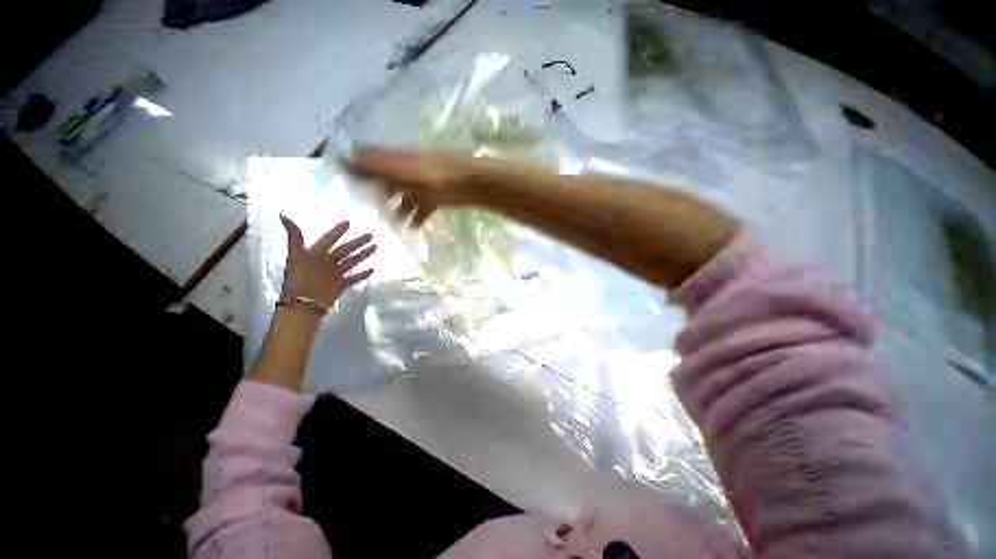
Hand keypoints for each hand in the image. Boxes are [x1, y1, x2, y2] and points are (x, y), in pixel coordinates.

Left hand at [279, 215, 375, 309]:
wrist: (302, 304)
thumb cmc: (298, 279)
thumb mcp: (295, 256)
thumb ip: (294, 237)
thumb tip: (283, 215)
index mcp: (317, 253)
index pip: (330, 239)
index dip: (338, 231)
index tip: (349, 222)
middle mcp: (327, 262)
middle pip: (345, 249)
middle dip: (358, 242)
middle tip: (370, 235)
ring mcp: (335, 274)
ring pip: (352, 261)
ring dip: (363, 255)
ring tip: (374, 248)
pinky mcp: (340, 285)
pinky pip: (353, 278)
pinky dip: (362, 274)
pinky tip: (372, 269)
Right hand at [348, 146, 489, 226]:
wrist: (469, 184)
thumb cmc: (432, 176)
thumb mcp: (401, 171)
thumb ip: (374, 167)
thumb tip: (343, 158)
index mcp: (395, 158)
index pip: (367, 159)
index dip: (353, 168)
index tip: (339, 185)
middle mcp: (405, 170)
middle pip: (384, 182)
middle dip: (373, 196)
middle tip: (360, 214)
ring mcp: (420, 184)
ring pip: (401, 198)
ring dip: (394, 211)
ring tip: (384, 227)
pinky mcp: (433, 198)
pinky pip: (419, 209)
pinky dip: (414, 218)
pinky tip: (410, 229)